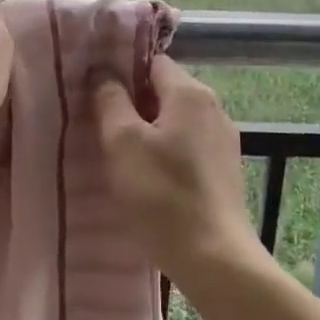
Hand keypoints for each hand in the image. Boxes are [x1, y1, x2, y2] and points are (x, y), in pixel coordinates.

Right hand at [93, 57, 261, 288]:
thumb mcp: (123, 143)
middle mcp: (213, 108)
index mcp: (190, 93)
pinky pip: (188, 146)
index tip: (95, 89)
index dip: (121, 70)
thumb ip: (110, 100)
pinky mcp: (224, 170)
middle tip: (99, 122)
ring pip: (176, 120)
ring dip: (148, 129)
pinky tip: (147, 176)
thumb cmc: (162, 194)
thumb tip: (103, 73)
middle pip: (165, 90)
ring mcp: (223, 140)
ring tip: (118, 152)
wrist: (214, 257)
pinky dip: (166, 152)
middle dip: (133, 102)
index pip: (152, 62)